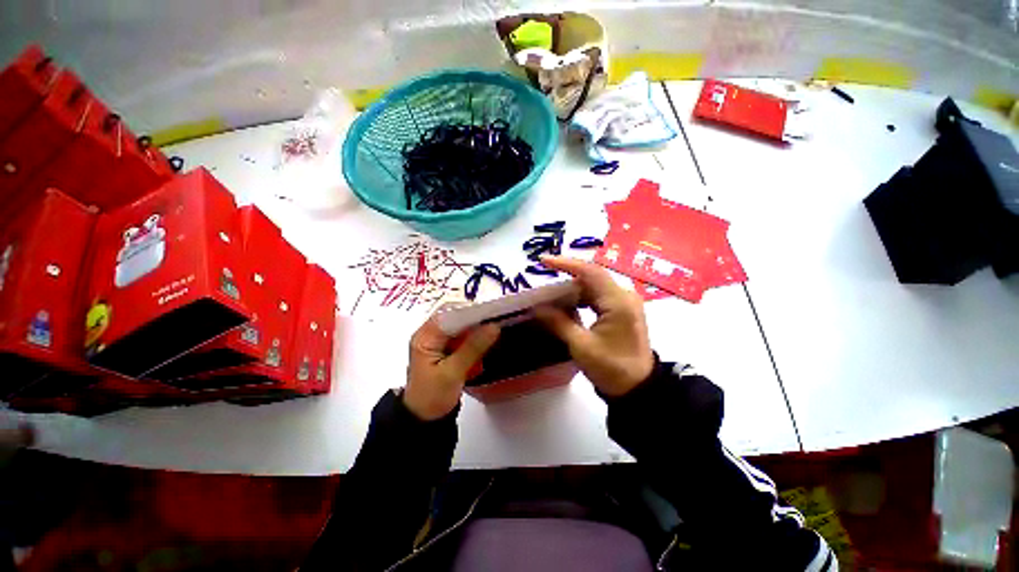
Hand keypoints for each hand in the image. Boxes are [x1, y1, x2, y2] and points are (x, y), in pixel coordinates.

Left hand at [404, 315, 500, 420]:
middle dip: (475, 318)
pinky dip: (474, 337)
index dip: (469, 311)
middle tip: (496, 319)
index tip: (490, 312)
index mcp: (425, 337)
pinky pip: (462, 336)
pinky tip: (486, 340)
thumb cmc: (433, 397)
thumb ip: (473, 348)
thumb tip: (494, 326)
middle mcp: (430, 334)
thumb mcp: (453, 372)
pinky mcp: (445, 348)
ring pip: (460, 326)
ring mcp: (438, 341)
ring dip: (476, 327)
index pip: (448, 314)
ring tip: (494, 328)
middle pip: (454, 317)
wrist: (424, 419)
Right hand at [534, 256, 653, 396]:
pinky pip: (598, 296)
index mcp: (618, 302)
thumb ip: (558, 322)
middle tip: (544, 278)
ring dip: (573, 289)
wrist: (638, 389)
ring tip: (551, 294)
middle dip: (566, 276)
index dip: (566, 264)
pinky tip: (567, 305)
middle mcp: (624, 296)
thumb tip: (537, 308)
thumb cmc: (611, 368)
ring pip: (594, 286)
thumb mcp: (581, 345)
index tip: (544, 262)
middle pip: (592, 277)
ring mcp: (625, 303)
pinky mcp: (622, 311)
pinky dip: (581, 298)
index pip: (590, 272)